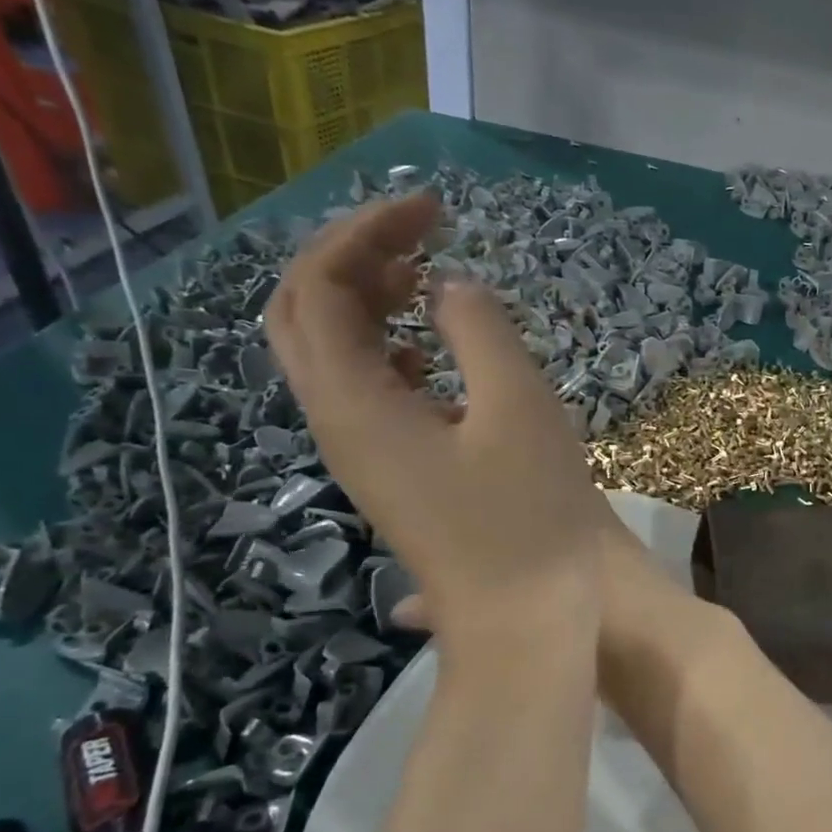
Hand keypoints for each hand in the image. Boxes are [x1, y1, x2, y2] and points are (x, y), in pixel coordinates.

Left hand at [265, 192, 604, 653]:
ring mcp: (358, 453)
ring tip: (424, 278)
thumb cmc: (529, 517)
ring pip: (329, 354)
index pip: (320, 286)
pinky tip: (431, 353)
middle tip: (418, 235)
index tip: (432, 209)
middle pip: (303, 315)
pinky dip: (385, 349)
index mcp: (353, 403)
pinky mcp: (389, 473)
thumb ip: (478, 329)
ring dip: (364, 302)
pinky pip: (362, 391)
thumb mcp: (518, 408)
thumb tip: (447, 288)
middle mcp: (336, 424)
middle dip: (351, 259)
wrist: (524, 621)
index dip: (365, 233)